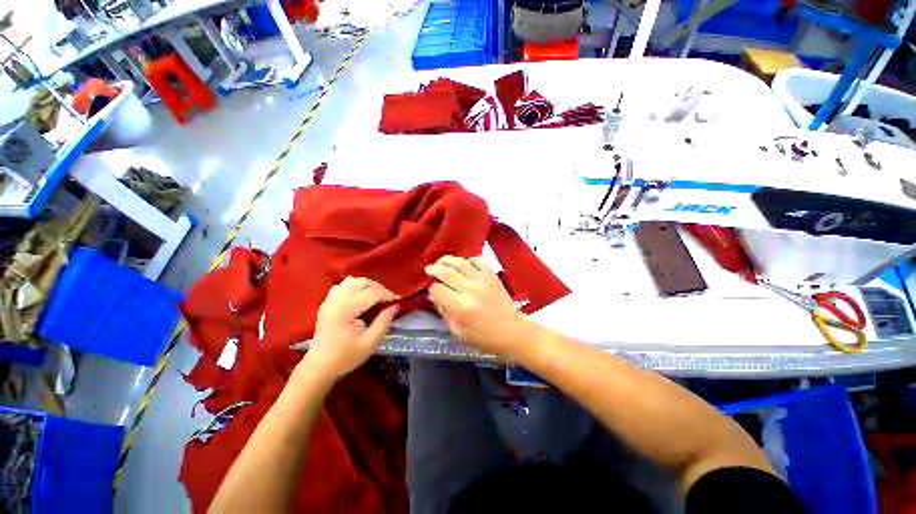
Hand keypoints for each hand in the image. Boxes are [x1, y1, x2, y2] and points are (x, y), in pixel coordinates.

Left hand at [302, 277, 398, 380]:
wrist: (320, 367)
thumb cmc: (346, 356)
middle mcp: (336, 299)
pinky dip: (354, 287)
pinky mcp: (327, 302)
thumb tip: (395, 305)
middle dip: (379, 289)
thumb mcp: (371, 342)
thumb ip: (385, 321)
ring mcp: (329, 299)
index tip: (398, 302)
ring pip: (352, 280)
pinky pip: (343, 285)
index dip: (388, 295)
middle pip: (362, 282)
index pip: (372, 292)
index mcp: (346, 309)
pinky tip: (359, 299)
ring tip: (375, 298)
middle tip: (388, 301)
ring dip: (367, 286)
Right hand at [425, 256, 531, 357]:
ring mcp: (482, 280)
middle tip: (429, 269)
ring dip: (447, 260)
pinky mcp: (492, 276)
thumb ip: (443, 311)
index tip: (432, 290)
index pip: (438, 289)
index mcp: (460, 307)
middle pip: (446, 272)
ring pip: (460, 262)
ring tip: (441, 262)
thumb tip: (432, 295)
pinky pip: (478, 260)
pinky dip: (469, 259)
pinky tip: (464, 264)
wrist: (511, 332)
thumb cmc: (483, 337)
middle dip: (434, 269)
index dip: (432, 289)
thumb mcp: (457, 331)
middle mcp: (470, 290)